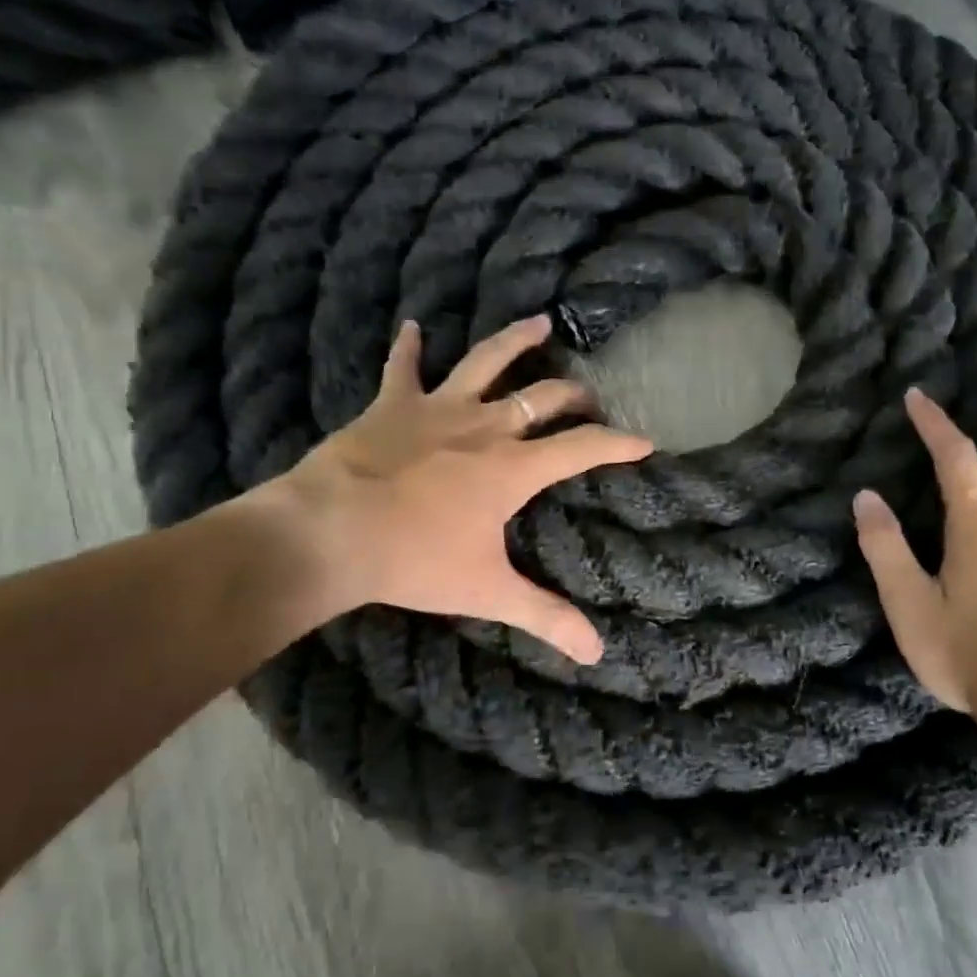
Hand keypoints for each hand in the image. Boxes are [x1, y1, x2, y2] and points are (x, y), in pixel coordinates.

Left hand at [262, 315, 651, 663]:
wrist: (331, 532)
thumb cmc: (416, 560)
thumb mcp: (488, 591)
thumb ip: (546, 617)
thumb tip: (598, 655)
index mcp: (514, 467)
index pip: (583, 448)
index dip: (618, 444)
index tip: (645, 442)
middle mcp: (485, 427)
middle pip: (543, 398)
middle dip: (573, 396)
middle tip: (588, 397)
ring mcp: (438, 409)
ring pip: (486, 362)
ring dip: (514, 341)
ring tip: (539, 322)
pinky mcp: (392, 406)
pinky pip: (401, 369)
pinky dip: (407, 348)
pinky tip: (412, 326)